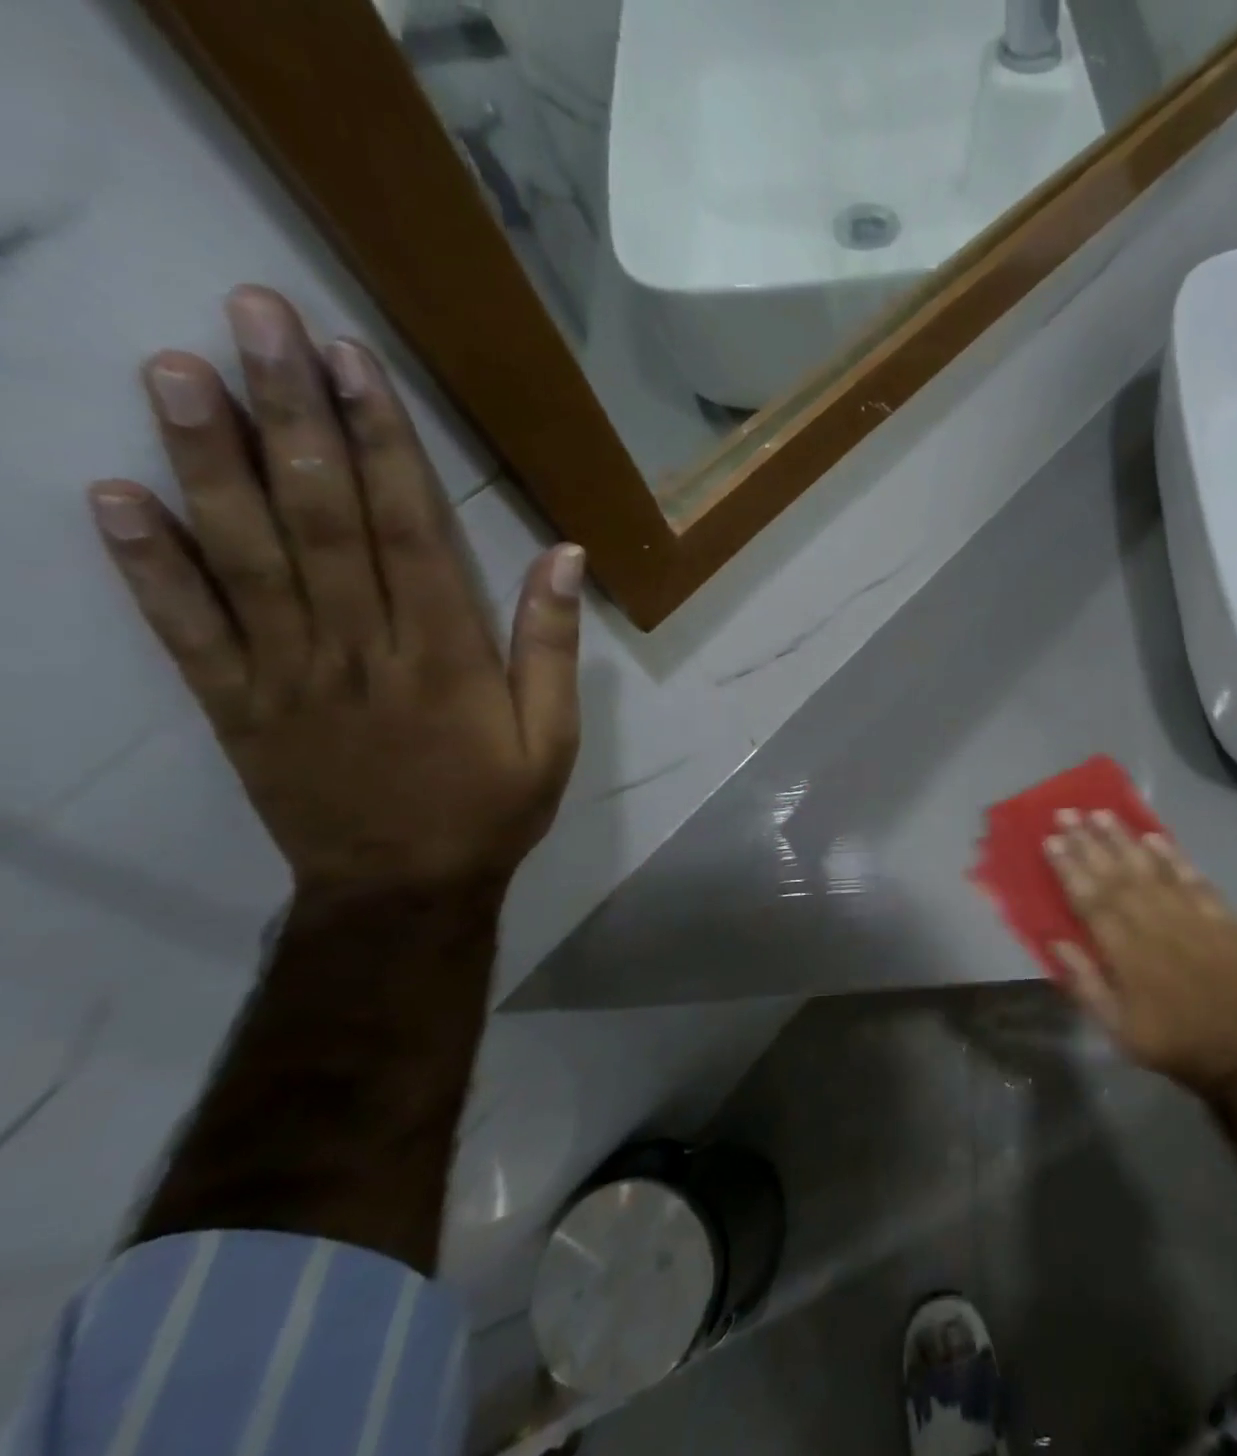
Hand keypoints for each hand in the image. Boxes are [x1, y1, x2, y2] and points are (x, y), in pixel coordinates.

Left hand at [89, 286, 582, 900]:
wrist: (403, 889)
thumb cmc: (492, 806)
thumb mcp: (552, 736)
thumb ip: (552, 645)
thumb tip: (565, 556)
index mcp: (443, 656)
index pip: (408, 531)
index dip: (381, 443)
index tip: (352, 364)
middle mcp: (358, 650)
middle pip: (321, 520)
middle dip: (290, 416)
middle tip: (254, 320)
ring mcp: (286, 675)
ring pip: (244, 557)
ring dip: (208, 462)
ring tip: (176, 371)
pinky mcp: (236, 705)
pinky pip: (186, 630)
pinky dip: (147, 564)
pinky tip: (114, 496)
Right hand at [1045, 810, 1236, 1099]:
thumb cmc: (1175, 1044)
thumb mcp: (1118, 1029)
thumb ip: (1085, 983)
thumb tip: (1055, 941)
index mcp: (1126, 952)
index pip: (1090, 899)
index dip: (1068, 868)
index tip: (1050, 840)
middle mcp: (1154, 924)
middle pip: (1115, 875)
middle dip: (1088, 842)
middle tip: (1067, 812)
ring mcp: (1191, 916)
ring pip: (1150, 868)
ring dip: (1124, 838)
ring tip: (1102, 813)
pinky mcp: (1222, 916)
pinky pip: (1193, 878)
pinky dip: (1173, 856)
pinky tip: (1155, 836)